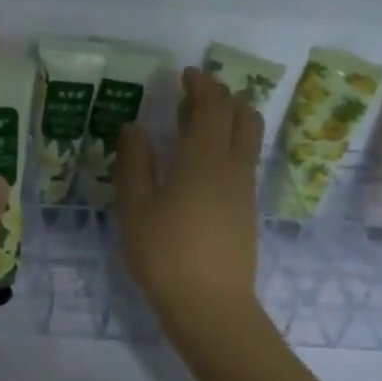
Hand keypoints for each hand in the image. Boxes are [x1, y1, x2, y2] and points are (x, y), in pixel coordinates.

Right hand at [115, 69, 264, 341]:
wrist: (211, 306)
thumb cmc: (165, 254)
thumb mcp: (135, 208)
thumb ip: (134, 163)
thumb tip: (134, 126)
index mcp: (203, 160)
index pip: (213, 107)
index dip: (202, 85)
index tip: (185, 74)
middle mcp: (232, 167)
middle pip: (243, 116)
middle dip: (222, 97)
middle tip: (192, 96)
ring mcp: (244, 189)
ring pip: (247, 138)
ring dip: (227, 120)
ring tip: (193, 125)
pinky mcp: (246, 209)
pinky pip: (243, 160)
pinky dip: (227, 144)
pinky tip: (199, 162)